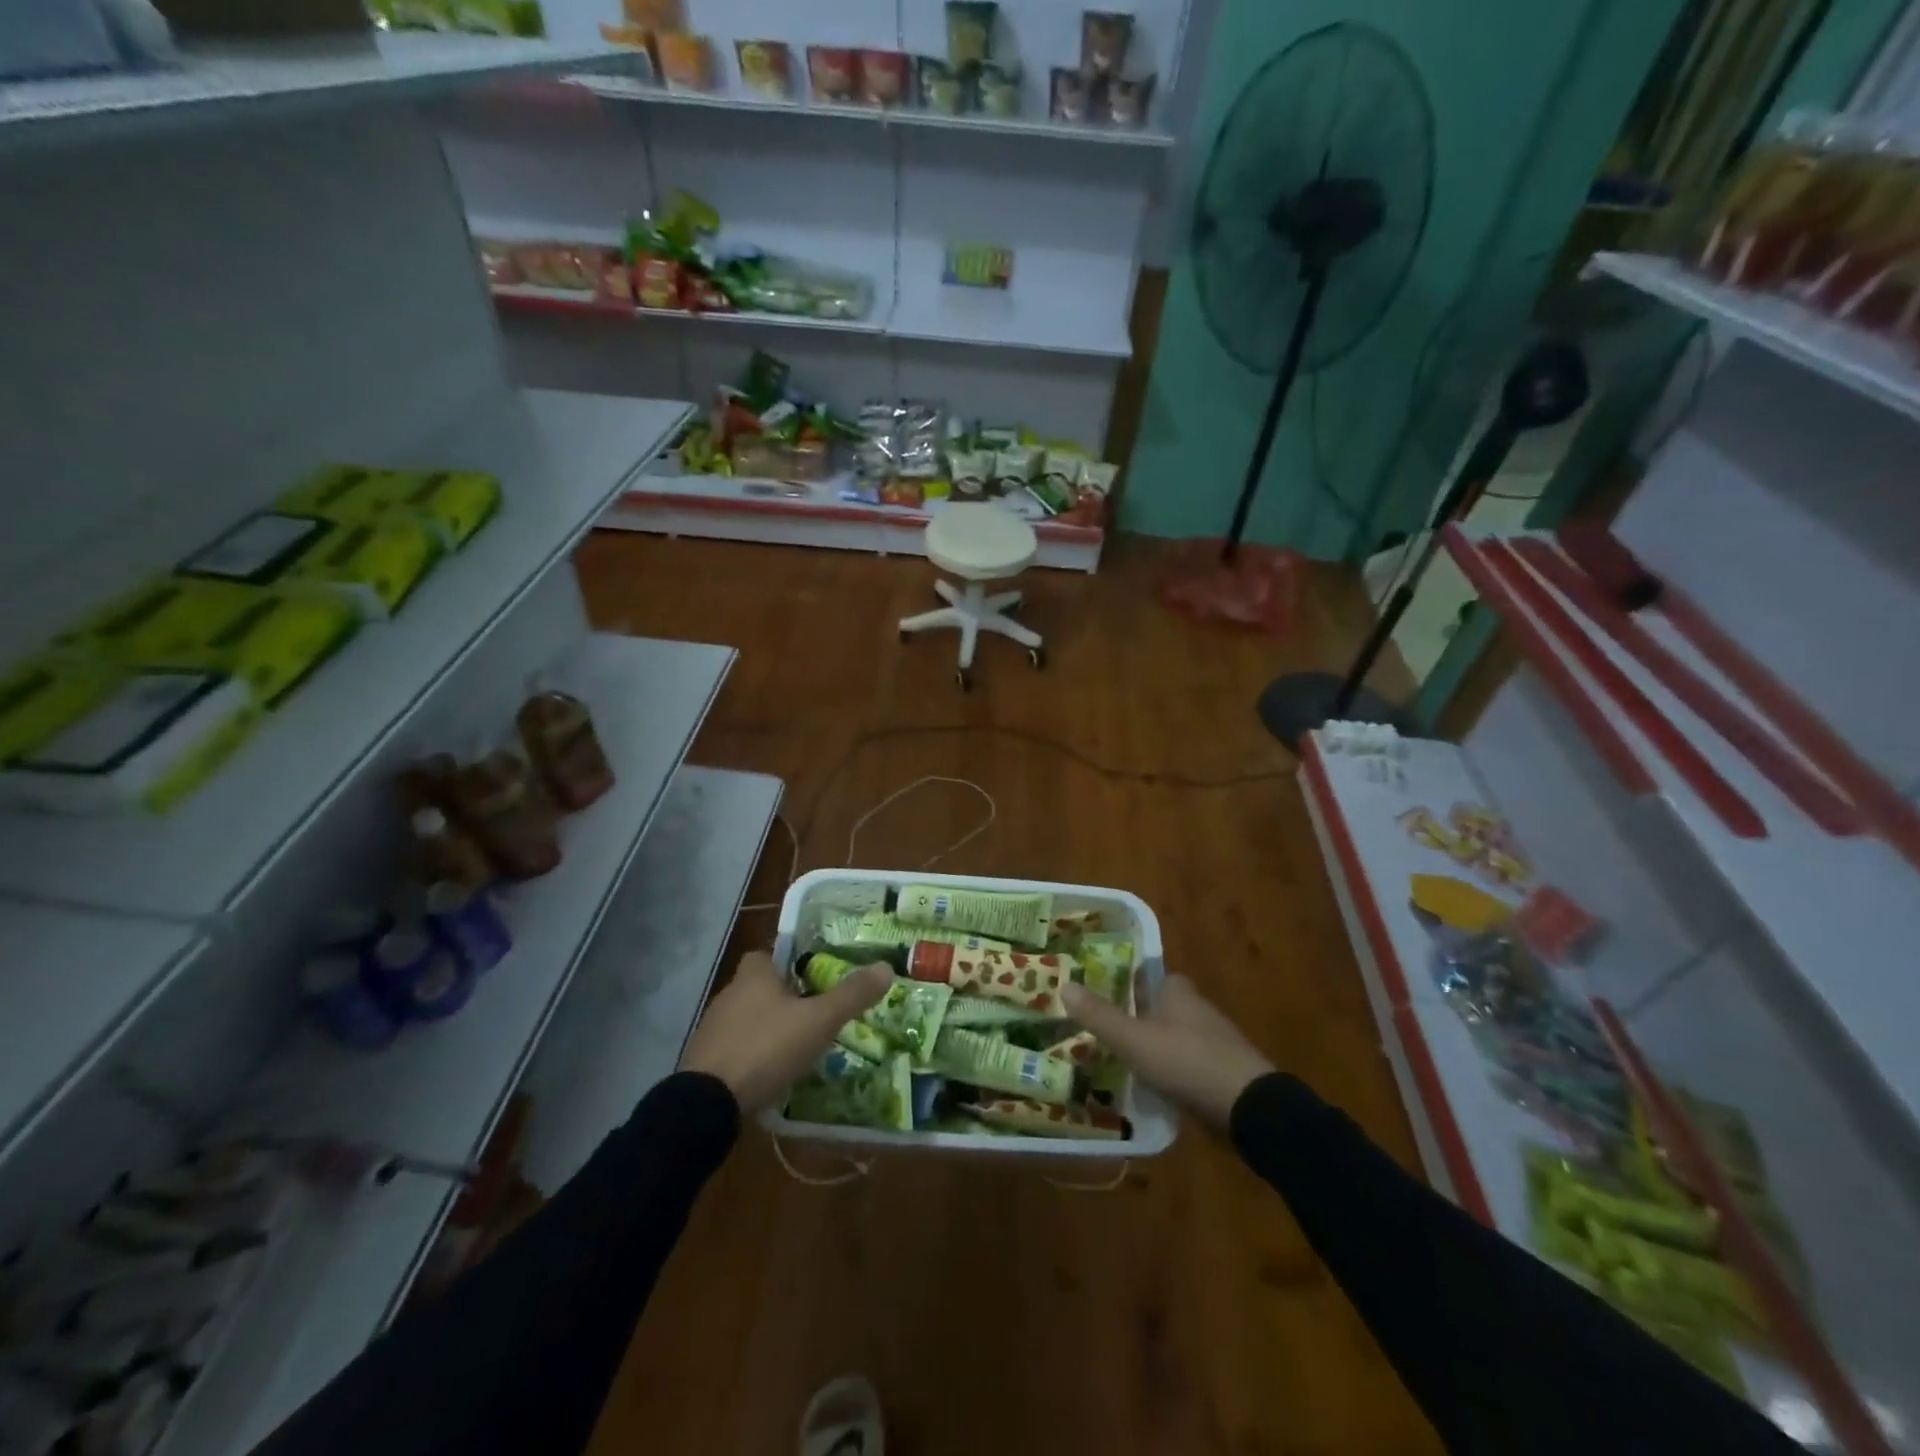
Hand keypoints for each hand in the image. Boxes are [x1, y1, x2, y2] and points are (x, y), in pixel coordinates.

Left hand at [680, 950, 891, 1114]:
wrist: (706, 1103)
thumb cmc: (766, 1048)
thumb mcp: (818, 1021)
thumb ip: (851, 995)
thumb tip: (886, 967)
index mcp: (753, 976)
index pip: (766, 954)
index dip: (786, 962)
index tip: (809, 977)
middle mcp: (728, 995)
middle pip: (757, 987)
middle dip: (781, 998)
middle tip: (811, 1014)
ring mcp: (711, 1030)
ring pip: (745, 1020)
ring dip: (765, 1029)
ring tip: (794, 1047)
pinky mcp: (703, 1062)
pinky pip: (733, 1050)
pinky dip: (750, 1056)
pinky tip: (769, 1074)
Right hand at [1060, 974, 1273, 1128]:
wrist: (1250, 1108)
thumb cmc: (1187, 1062)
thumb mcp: (1134, 1040)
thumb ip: (1099, 1016)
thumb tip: (1064, 984)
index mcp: (1178, 992)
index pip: (1150, 976)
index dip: (1127, 981)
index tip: (1102, 992)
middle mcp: (1197, 1009)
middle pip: (1161, 1006)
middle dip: (1137, 1016)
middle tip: (1104, 1029)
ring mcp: (1214, 1041)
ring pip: (1174, 1036)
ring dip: (1154, 1045)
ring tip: (1121, 1059)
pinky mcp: (1223, 1072)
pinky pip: (1187, 1063)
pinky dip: (1171, 1070)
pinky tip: (1153, 1085)